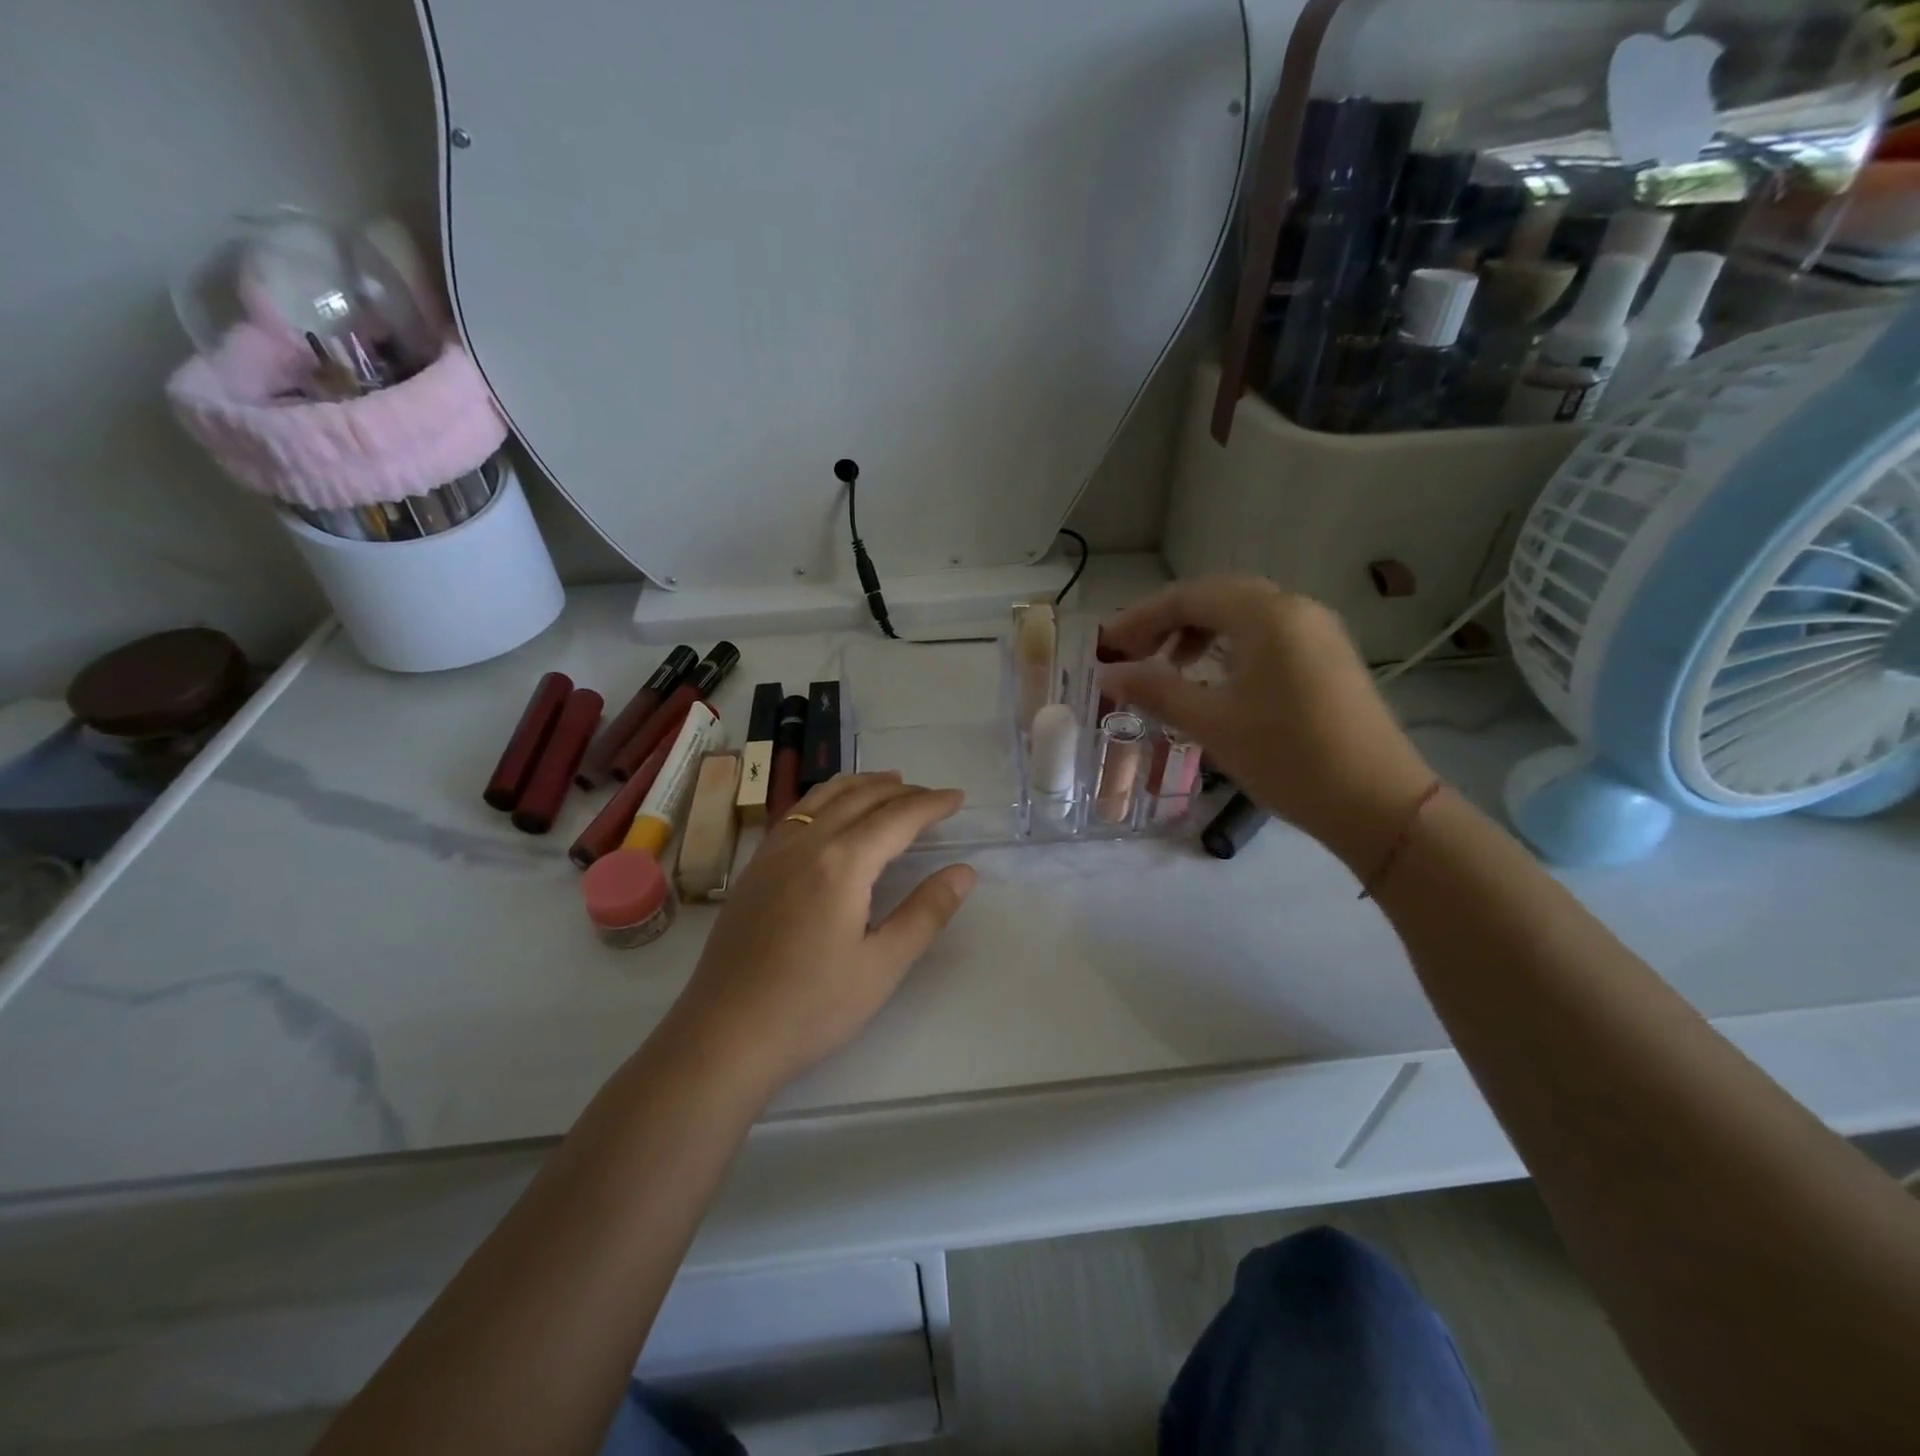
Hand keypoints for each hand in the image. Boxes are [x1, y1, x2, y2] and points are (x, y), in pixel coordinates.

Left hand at [668, 773, 975, 1093]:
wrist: (724, 1035)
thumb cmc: (812, 1007)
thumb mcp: (883, 965)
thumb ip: (926, 912)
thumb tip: (964, 871)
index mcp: (842, 862)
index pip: (897, 818)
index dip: (931, 804)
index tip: (958, 798)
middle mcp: (806, 842)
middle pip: (861, 798)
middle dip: (901, 790)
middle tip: (932, 795)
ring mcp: (773, 852)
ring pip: (823, 797)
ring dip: (861, 785)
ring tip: (889, 782)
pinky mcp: (755, 868)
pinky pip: (798, 812)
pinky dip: (827, 798)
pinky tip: (832, 812)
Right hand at [1100, 577, 1434, 869]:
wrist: (1378, 803)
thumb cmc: (1287, 757)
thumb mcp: (1212, 723)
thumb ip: (1156, 690)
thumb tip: (1109, 675)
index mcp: (1267, 615)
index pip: (1189, 597)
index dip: (1140, 618)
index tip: (1105, 646)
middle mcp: (1296, 608)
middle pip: (1217, 597)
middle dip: (1168, 621)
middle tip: (1132, 653)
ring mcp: (1318, 631)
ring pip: (1244, 615)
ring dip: (1199, 632)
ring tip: (1169, 667)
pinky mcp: (1329, 657)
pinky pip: (1267, 635)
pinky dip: (1230, 646)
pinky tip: (1214, 680)